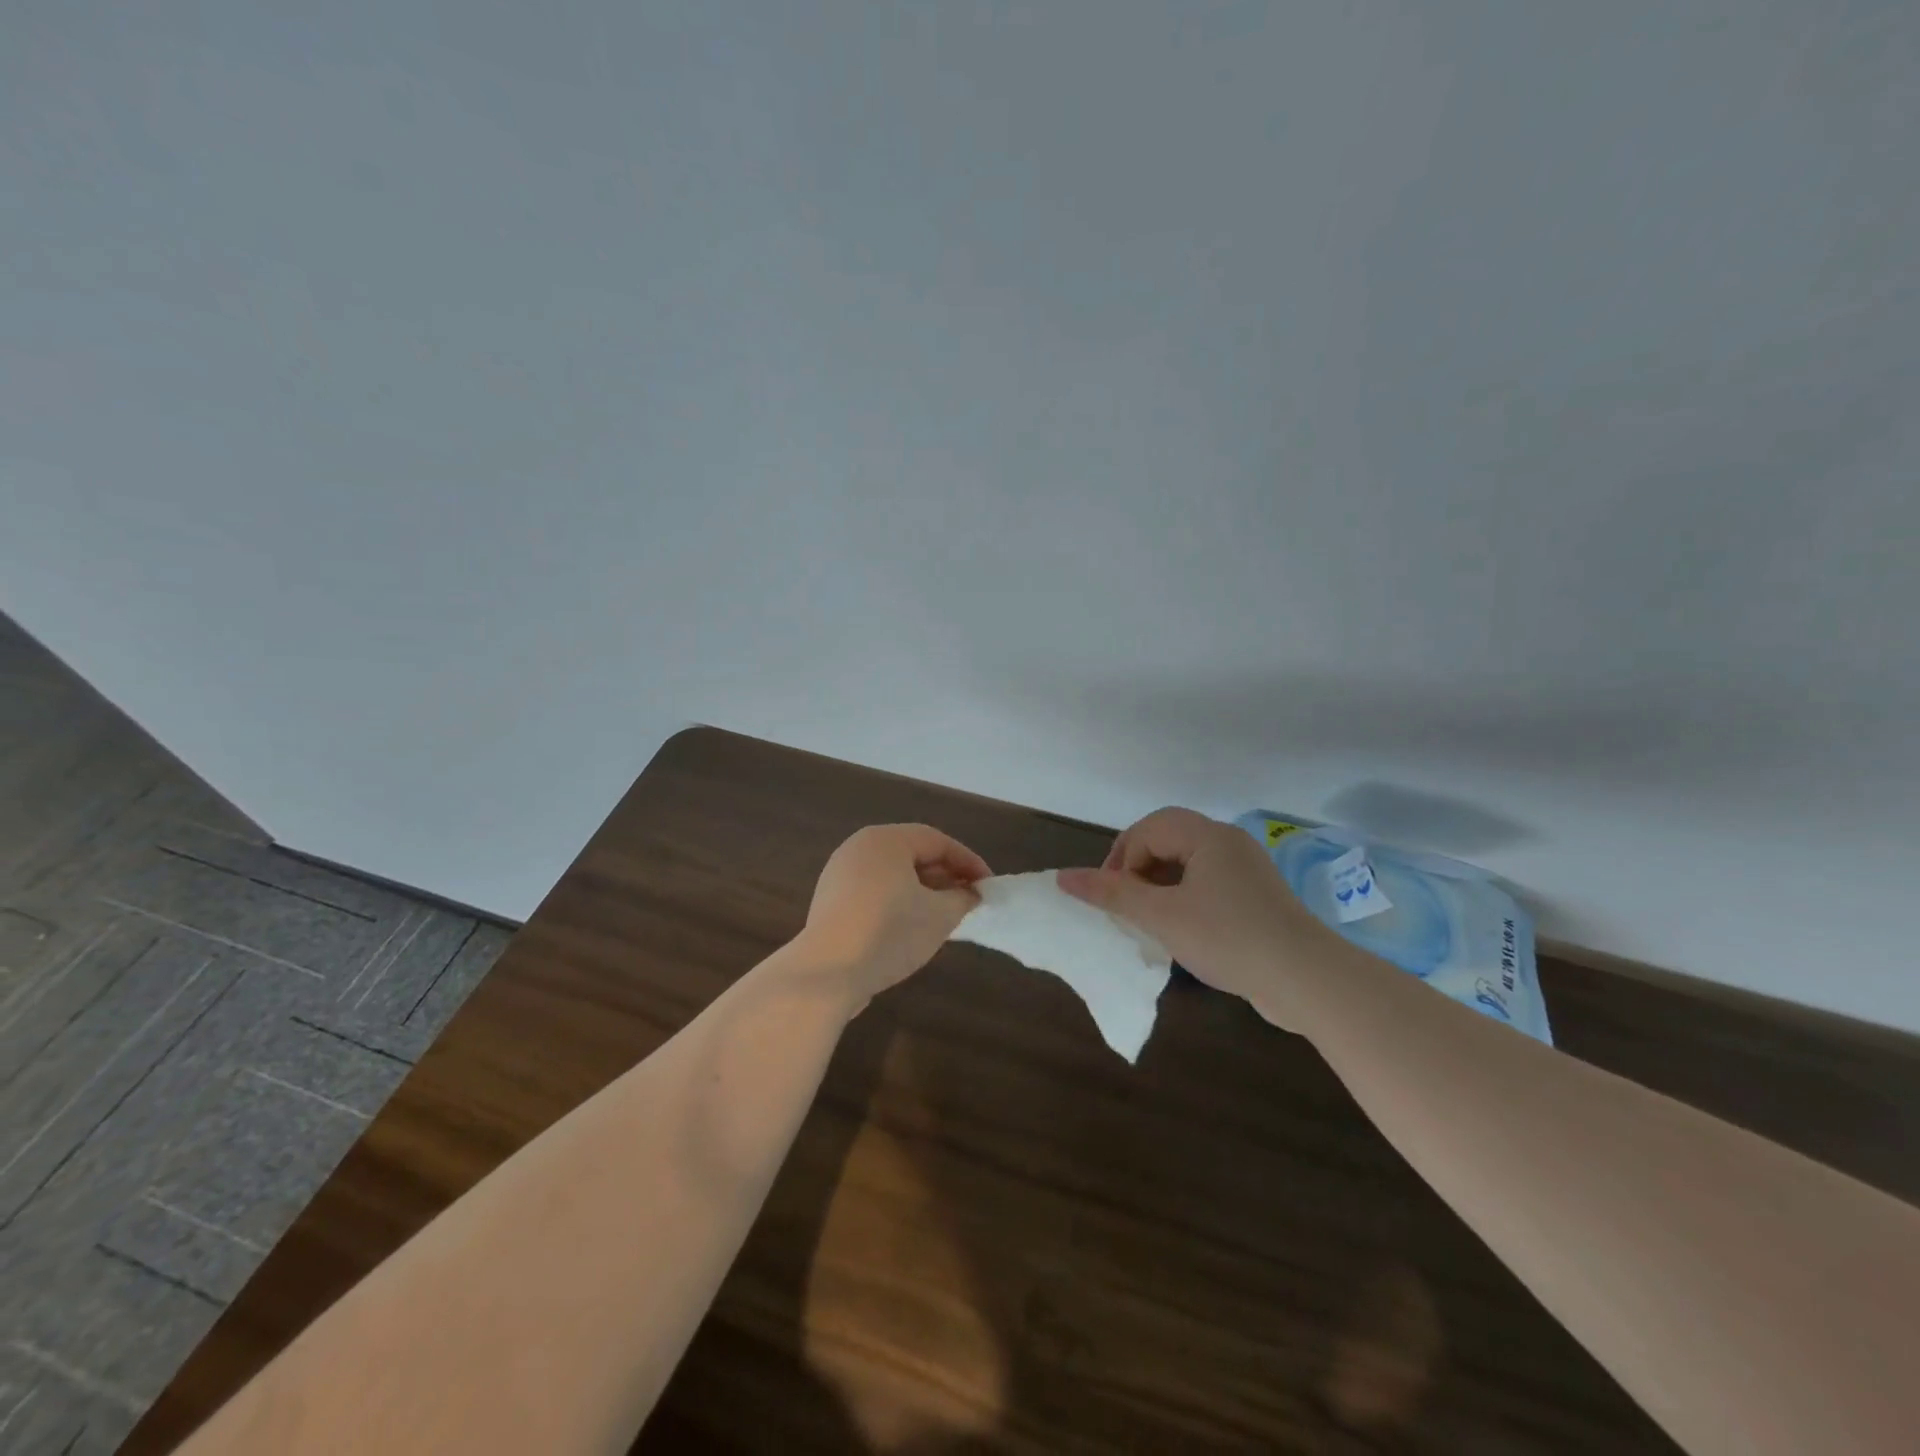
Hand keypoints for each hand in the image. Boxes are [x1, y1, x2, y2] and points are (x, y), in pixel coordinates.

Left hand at [797, 824, 991, 1009]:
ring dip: (923, 892)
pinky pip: (874, 892)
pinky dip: (898, 902)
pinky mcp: (830, 902)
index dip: (968, 862)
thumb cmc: (889, 932)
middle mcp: (859, 848)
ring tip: (945, 916)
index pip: (937, 841)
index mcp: (886, 840)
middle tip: (969, 900)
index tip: (988, 886)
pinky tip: (912, 928)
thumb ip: (962, 899)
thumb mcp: (939, 916)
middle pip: (913, 854)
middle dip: (945, 876)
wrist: (826, 972)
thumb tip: (969, 894)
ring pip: (893, 875)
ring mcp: (839, 874)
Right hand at [1057, 807, 1331, 1016]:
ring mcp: (1246, 870)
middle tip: (1126, 907)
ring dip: (1159, 887)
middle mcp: (1228, 843)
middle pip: (1167, 840)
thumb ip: (1111, 894)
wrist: (1307, 980)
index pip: (1148, 829)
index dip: (1121, 859)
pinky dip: (1184, 899)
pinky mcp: (1256, 897)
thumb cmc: (1228, 938)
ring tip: (1149, 921)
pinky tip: (1182, 931)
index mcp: (1207, 836)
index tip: (1113, 898)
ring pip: (1187, 864)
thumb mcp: (1161, 917)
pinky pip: (1208, 884)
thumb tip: (1063, 877)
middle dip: (1139, 871)